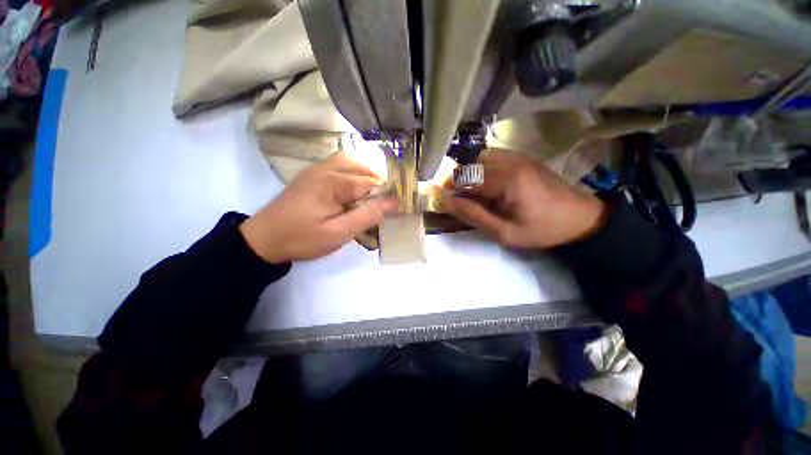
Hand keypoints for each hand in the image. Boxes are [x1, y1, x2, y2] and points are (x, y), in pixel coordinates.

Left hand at [240, 153, 397, 262]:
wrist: (263, 239)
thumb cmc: (302, 238)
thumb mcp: (338, 233)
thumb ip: (367, 216)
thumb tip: (394, 202)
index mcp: (334, 182)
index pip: (372, 183)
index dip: (387, 195)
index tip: (396, 209)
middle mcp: (327, 169)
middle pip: (364, 168)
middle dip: (379, 184)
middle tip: (384, 205)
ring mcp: (317, 169)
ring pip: (351, 162)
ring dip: (366, 175)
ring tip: (372, 194)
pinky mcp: (311, 174)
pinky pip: (338, 164)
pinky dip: (352, 171)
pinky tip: (353, 186)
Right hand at [440, 149, 607, 248]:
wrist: (579, 217)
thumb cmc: (540, 229)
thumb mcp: (503, 232)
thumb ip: (472, 215)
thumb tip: (445, 202)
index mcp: (506, 180)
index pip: (465, 177)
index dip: (449, 188)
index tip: (443, 200)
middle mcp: (510, 161)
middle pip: (469, 163)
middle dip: (457, 179)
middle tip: (458, 198)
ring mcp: (517, 155)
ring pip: (478, 157)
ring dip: (468, 172)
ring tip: (471, 191)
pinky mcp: (522, 156)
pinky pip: (491, 156)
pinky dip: (480, 167)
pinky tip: (486, 183)